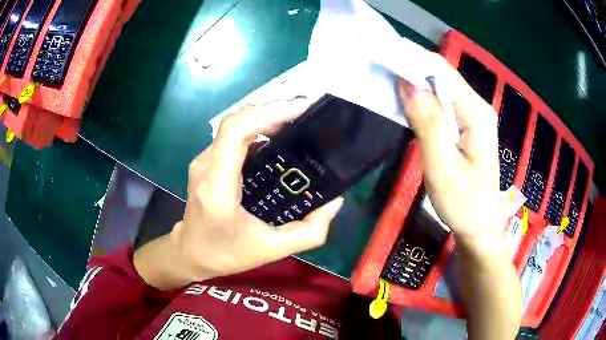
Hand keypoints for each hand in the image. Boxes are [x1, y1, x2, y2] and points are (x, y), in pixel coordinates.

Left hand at [142, 100, 343, 287]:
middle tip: (304, 114)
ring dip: (263, 118)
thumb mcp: (272, 249)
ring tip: (294, 122)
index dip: (268, 112)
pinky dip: (255, 129)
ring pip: (233, 126)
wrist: (190, 253)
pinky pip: (231, 136)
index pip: (236, 131)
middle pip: (236, 121)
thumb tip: (334, 202)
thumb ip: (309, 232)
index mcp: (218, 185)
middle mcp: (206, 165)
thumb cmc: (226, 253)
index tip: (301, 108)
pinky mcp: (206, 163)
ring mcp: (203, 161)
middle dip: (271, 111)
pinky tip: (275, 138)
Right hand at [397, 55, 501, 239]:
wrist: (480, 227)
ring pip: (441, 88)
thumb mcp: (442, 166)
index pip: (442, 71)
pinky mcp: (467, 126)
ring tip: (386, 78)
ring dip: (415, 82)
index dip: (413, 58)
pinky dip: (423, 99)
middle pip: (442, 76)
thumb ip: (428, 123)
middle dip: (411, 67)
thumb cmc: (463, 203)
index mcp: (476, 113)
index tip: (383, 52)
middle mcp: (477, 107)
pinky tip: (406, 101)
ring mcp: (473, 116)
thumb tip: (407, 84)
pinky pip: (442, 104)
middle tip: (379, 65)